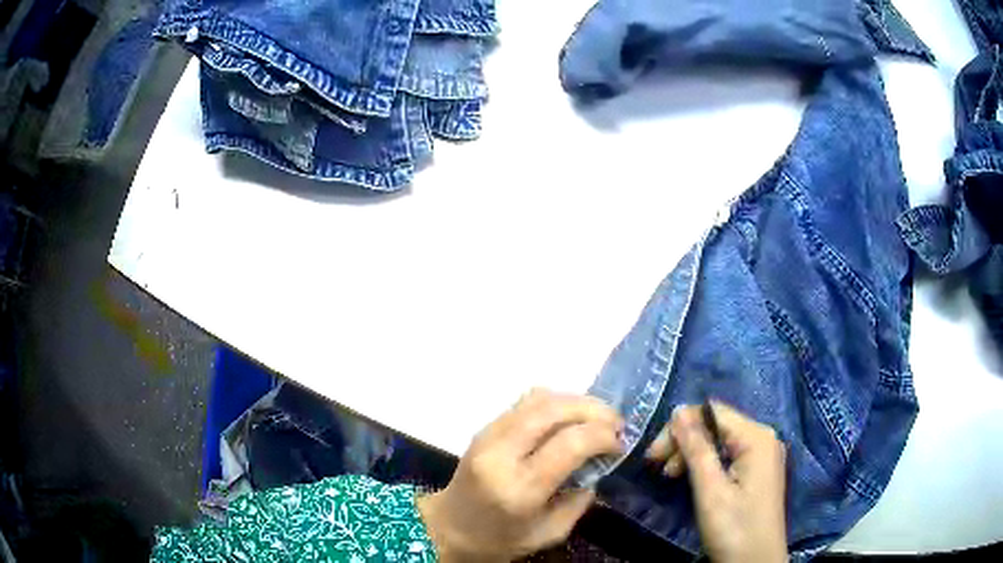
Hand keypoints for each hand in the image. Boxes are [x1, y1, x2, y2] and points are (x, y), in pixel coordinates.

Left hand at [418, 388, 623, 561]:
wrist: (448, 527)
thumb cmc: (500, 539)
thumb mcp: (550, 533)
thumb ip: (580, 500)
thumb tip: (598, 464)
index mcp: (519, 488)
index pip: (569, 444)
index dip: (602, 436)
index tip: (620, 443)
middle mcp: (501, 454)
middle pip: (553, 410)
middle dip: (593, 409)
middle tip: (616, 422)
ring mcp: (488, 436)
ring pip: (538, 399)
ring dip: (576, 401)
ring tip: (597, 417)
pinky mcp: (484, 428)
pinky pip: (525, 402)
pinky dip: (555, 402)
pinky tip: (569, 417)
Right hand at [645, 401, 787, 562]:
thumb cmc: (734, 529)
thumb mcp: (711, 491)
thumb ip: (696, 449)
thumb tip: (678, 410)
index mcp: (757, 437)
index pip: (712, 412)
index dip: (680, 427)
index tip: (653, 454)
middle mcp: (763, 438)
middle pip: (716, 425)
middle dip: (684, 441)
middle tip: (657, 465)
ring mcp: (762, 455)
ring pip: (720, 441)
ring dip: (691, 453)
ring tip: (670, 475)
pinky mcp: (757, 472)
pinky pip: (727, 455)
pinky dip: (705, 464)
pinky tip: (691, 478)